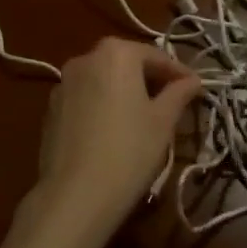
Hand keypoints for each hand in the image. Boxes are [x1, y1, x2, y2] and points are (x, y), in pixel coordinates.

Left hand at [27, 37, 201, 247]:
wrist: (76, 194)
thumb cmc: (129, 151)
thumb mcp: (163, 121)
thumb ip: (179, 93)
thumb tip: (193, 80)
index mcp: (115, 53)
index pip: (155, 56)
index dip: (178, 73)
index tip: (195, 89)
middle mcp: (85, 58)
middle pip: (126, 63)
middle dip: (150, 80)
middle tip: (172, 103)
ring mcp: (63, 83)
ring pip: (104, 80)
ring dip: (125, 91)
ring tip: (144, 118)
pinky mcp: (52, 109)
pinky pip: (86, 98)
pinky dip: (103, 105)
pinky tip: (114, 131)